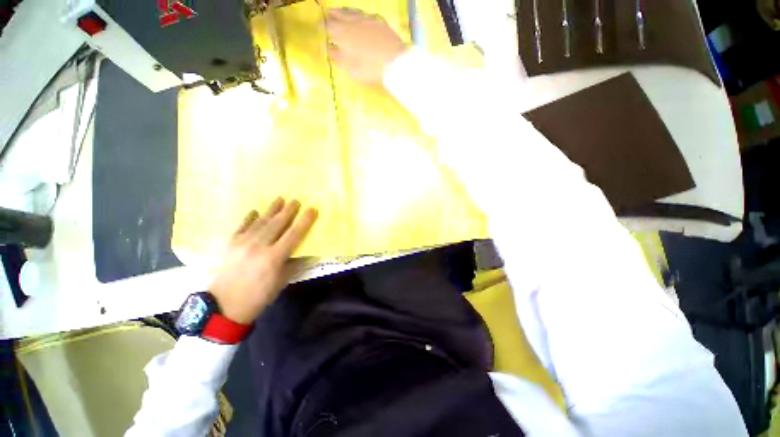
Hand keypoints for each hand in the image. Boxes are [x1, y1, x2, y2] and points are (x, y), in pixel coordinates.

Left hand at [209, 198, 317, 323]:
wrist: (224, 307)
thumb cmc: (259, 296)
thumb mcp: (282, 282)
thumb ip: (294, 263)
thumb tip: (304, 250)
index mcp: (274, 257)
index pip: (294, 234)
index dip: (305, 221)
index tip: (312, 209)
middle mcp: (258, 246)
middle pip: (277, 224)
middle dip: (288, 211)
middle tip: (296, 200)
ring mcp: (242, 243)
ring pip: (261, 222)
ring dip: (271, 210)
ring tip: (280, 199)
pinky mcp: (230, 244)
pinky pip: (242, 227)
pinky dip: (249, 218)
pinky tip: (255, 211)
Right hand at [327, 8, 408, 84]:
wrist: (394, 62)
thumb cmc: (370, 68)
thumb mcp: (351, 68)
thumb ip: (338, 57)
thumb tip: (329, 49)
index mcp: (343, 34)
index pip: (328, 26)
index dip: (321, 27)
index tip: (318, 28)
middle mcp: (352, 22)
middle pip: (338, 15)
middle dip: (331, 15)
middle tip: (326, 15)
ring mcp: (366, 20)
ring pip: (351, 12)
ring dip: (342, 11)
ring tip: (337, 11)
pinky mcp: (378, 21)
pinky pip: (363, 13)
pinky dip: (357, 13)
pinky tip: (357, 16)